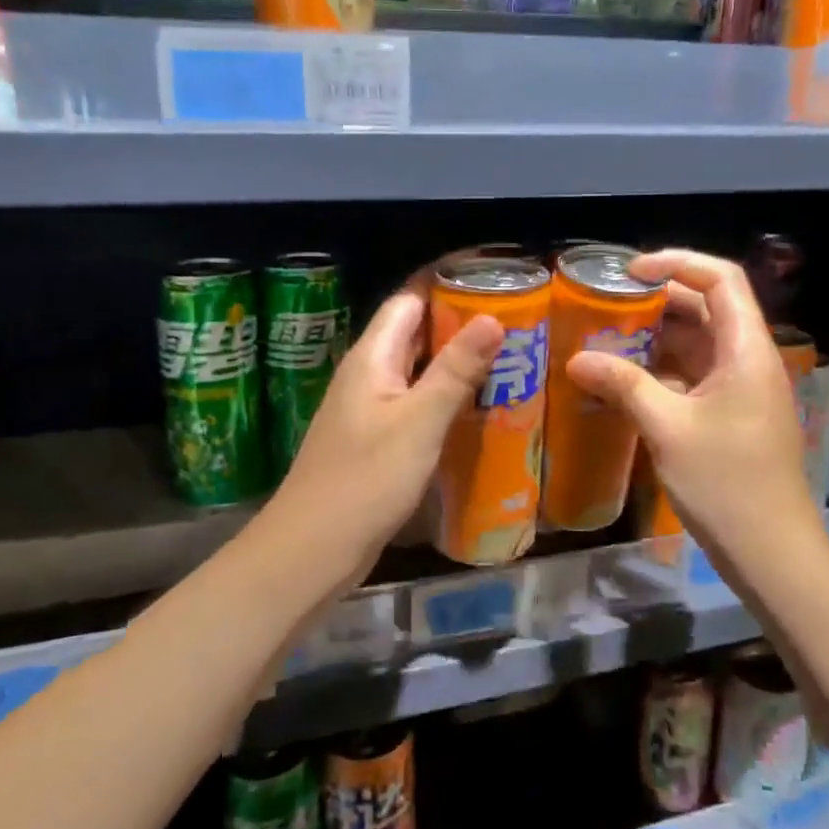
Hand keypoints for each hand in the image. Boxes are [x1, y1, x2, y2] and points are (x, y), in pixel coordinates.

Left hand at [266, 290, 501, 588]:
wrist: (313, 549)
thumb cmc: (366, 480)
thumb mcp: (419, 421)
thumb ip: (455, 369)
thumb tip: (491, 316)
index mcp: (372, 358)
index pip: (409, 300)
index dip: (447, 284)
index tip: (494, 279)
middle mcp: (367, 375)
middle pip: (414, 332)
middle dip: (460, 322)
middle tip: (515, 321)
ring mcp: (369, 409)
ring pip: (417, 370)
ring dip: (455, 362)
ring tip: (508, 358)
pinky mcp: (375, 440)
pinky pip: (414, 403)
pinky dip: (444, 397)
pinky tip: (477, 407)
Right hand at [566, 250, 817, 573]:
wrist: (771, 552)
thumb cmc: (726, 482)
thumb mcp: (667, 428)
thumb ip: (623, 385)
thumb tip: (577, 358)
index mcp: (746, 349)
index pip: (721, 279)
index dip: (677, 262)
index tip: (629, 272)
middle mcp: (748, 359)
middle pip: (708, 307)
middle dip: (658, 300)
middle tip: (607, 304)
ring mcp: (741, 389)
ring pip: (698, 343)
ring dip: (656, 336)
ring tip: (606, 336)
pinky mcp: (731, 415)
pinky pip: (694, 375)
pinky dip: (661, 369)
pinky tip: (624, 379)